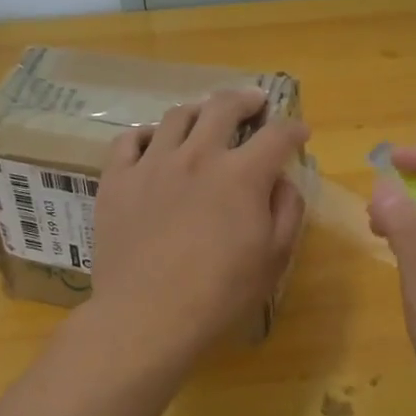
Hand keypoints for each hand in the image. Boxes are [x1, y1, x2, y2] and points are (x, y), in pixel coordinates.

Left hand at [89, 89, 308, 367]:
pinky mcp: (117, 180)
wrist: (146, 316)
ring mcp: (152, 164)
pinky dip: (144, 134)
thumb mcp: (274, 259)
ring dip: (198, 110)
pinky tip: (152, 142)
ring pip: (176, 116)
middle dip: (246, 99)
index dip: (293, 129)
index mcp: (242, 175)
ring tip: (204, 116)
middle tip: (254, 102)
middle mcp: (198, 155)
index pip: (277, 135)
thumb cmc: (219, 293)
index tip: (299, 132)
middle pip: (223, 107)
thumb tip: (282, 181)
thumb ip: (287, 211)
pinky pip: (127, 140)